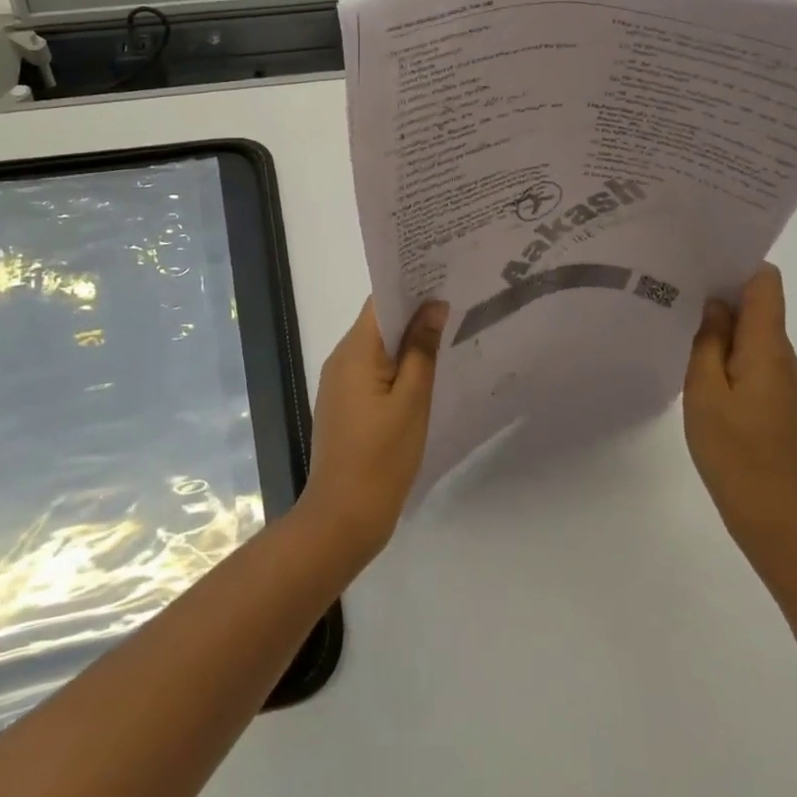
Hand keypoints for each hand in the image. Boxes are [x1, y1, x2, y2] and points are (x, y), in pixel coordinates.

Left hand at [297, 298, 446, 561]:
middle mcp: (341, 359)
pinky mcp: (345, 404)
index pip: (381, 301)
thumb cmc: (381, 457)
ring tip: (448, 333)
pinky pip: (373, 371)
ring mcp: (340, 383)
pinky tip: (426, 374)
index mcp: (355, 351)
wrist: (342, 518)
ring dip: (407, 341)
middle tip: (456, 303)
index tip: (444, 278)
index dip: (410, 287)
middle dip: (414, 312)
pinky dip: (397, 366)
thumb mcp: (412, 401)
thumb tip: (433, 305)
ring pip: (377, 347)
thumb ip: (422, 350)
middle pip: (378, 322)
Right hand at [683, 264, 796, 565]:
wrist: (773, 513)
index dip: (737, 260)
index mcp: (768, 346)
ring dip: (718, 315)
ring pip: (749, 327)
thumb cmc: (735, 450)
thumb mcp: (706, 390)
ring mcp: (776, 375)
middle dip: (719, 283)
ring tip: (673, 306)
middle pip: (757, 300)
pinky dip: (721, 342)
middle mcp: (779, 353)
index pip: (765, 281)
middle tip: (672, 275)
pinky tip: (689, 348)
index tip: (698, 252)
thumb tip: (713, 303)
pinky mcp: (768, 394)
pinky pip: (746, 352)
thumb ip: (708, 340)